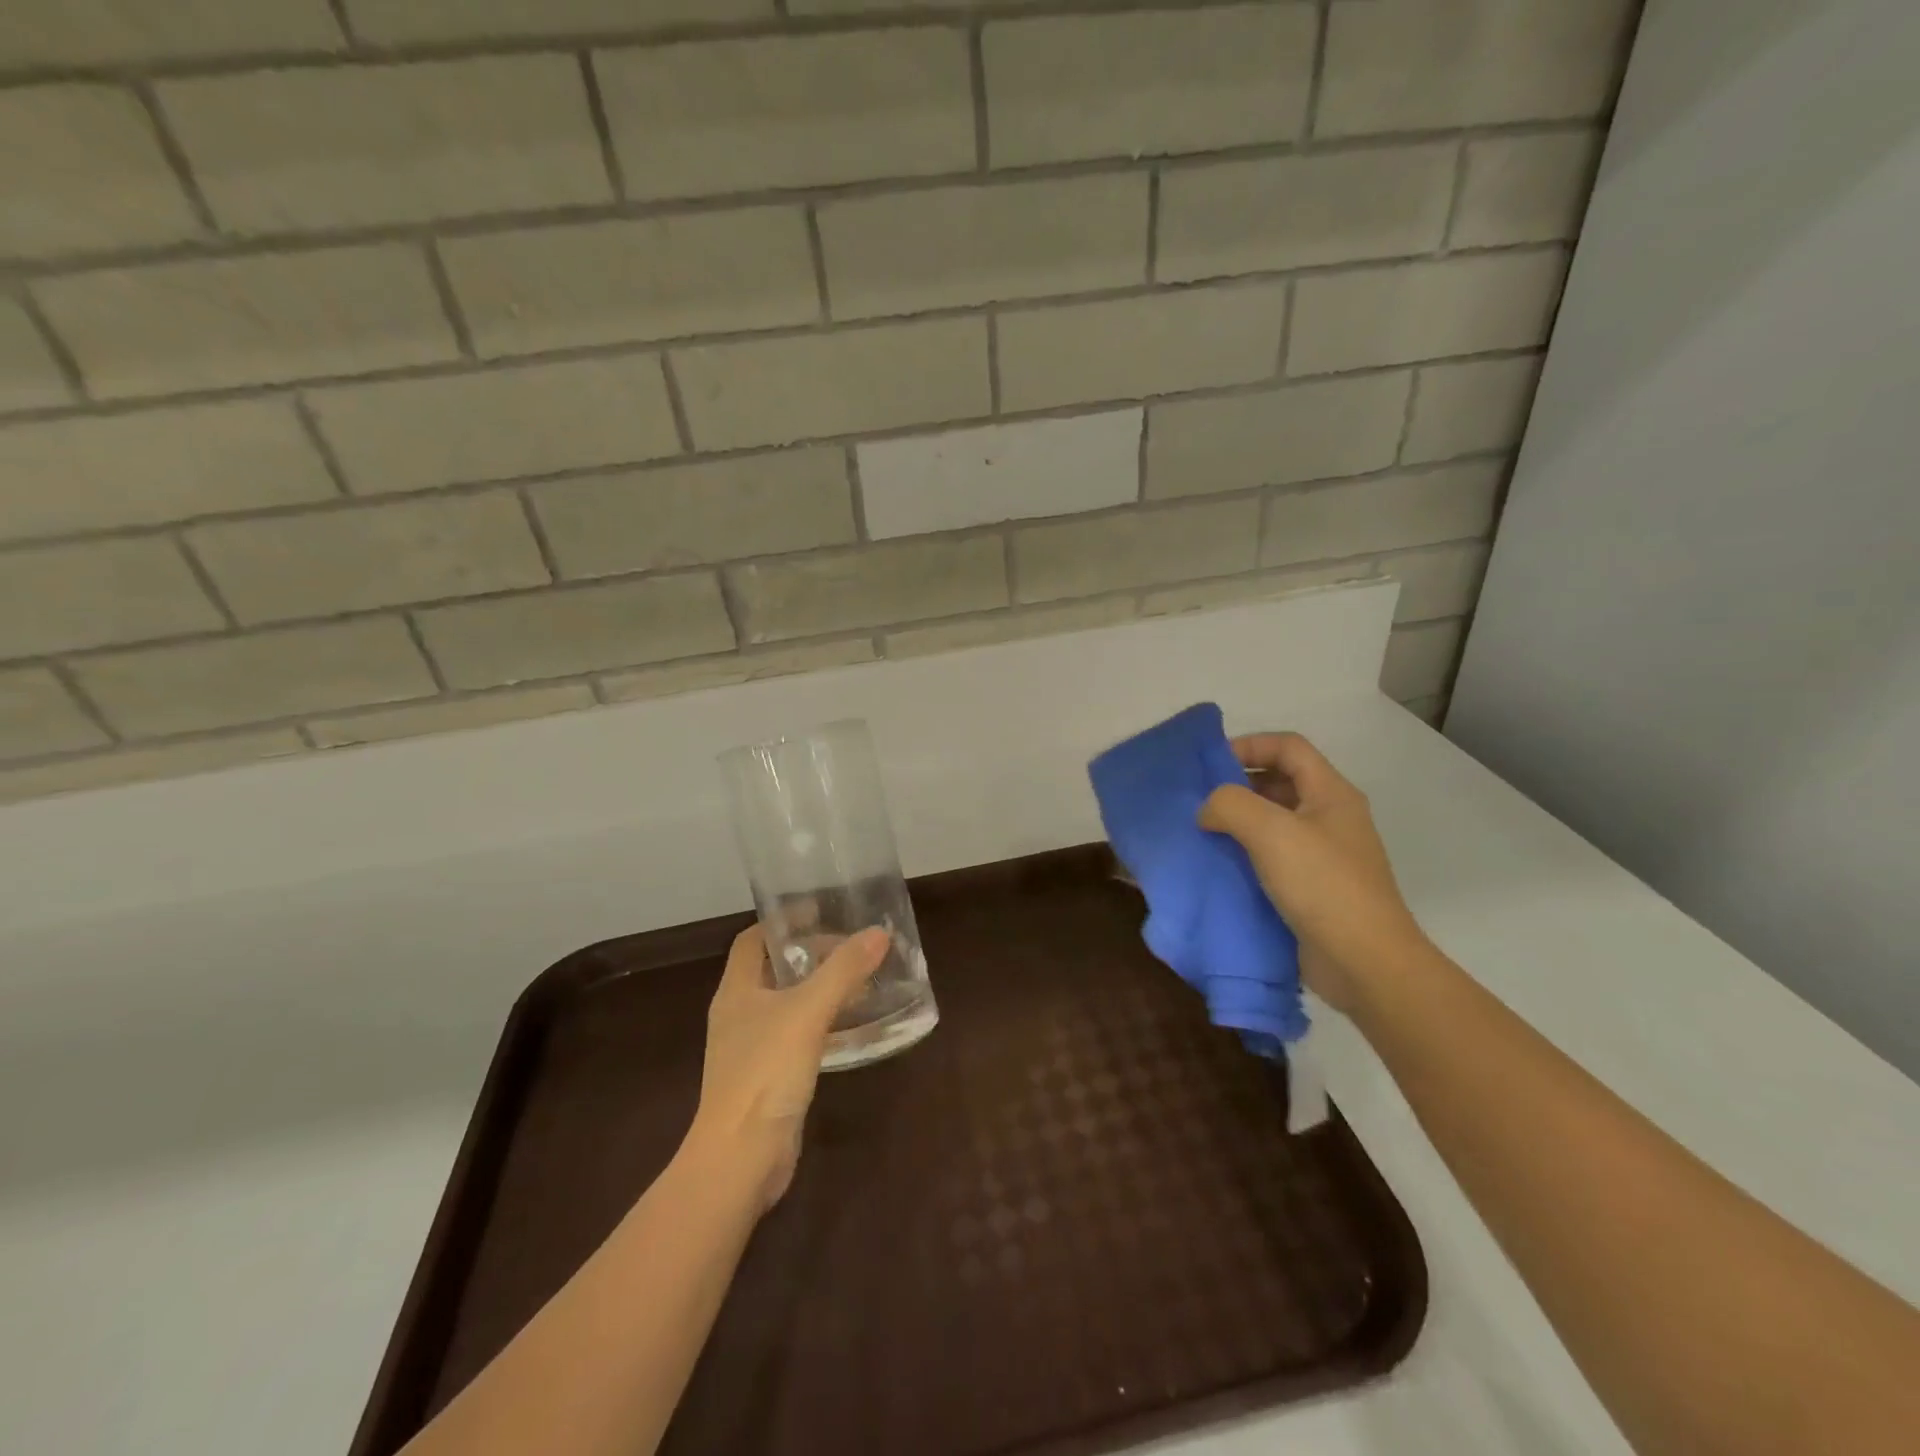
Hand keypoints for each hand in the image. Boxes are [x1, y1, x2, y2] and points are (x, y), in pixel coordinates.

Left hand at [689, 924, 888, 1208]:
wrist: (741, 1158)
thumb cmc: (765, 1073)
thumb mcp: (808, 1012)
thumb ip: (843, 970)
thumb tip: (878, 933)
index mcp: (736, 991)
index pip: (752, 940)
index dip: (781, 922)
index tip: (818, 912)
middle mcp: (738, 1015)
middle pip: (771, 970)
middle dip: (807, 955)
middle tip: (849, 947)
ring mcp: (750, 1049)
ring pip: (785, 1004)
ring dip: (816, 989)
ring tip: (856, 979)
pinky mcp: (767, 1078)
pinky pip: (795, 1036)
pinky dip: (819, 1023)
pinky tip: (848, 1027)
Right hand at [1198, 732, 1427, 1012]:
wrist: (1365, 963)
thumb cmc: (1323, 885)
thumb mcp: (1271, 832)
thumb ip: (1230, 805)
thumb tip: (1208, 812)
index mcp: (1331, 794)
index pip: (1288, 747)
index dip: (1249, 745)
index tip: (1209, 765)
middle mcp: (1330, 818)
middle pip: (1280, 782)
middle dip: (1237, 786)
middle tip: (1198, 801)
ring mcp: (1323, 855)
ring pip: (1272, 822)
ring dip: (1236, 823)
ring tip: (1200, 834)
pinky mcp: (1311, 888)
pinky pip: (1271, 858)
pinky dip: (1243, 856)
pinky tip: (1217, 868)